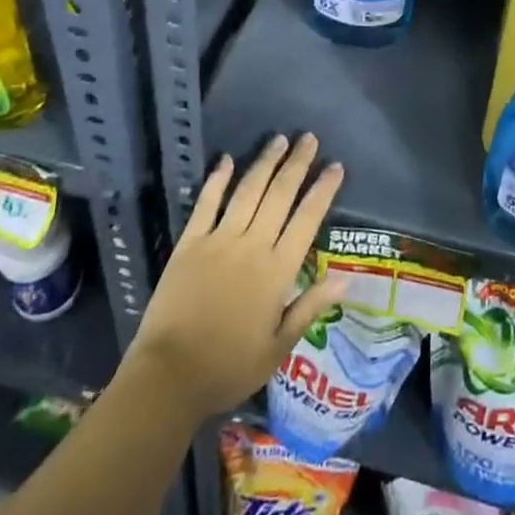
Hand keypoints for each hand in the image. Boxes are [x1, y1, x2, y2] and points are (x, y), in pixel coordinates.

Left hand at [129, 134, 347, 418]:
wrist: (169, 377)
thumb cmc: (229, 367)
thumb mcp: (278, 347)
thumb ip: (309, 307)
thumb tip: (344, 278)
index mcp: (277, 270)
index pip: (307, 219)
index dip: (323, 190)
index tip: (336, 166)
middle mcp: (252, 245)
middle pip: (280, 195)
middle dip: (297, 164)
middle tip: (309, 138)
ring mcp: (219, 240)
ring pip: (248, 191)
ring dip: (265, 162)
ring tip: (279, 139)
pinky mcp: (190, 243)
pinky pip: (206, 203)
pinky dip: (217, 179)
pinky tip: (226, 159)